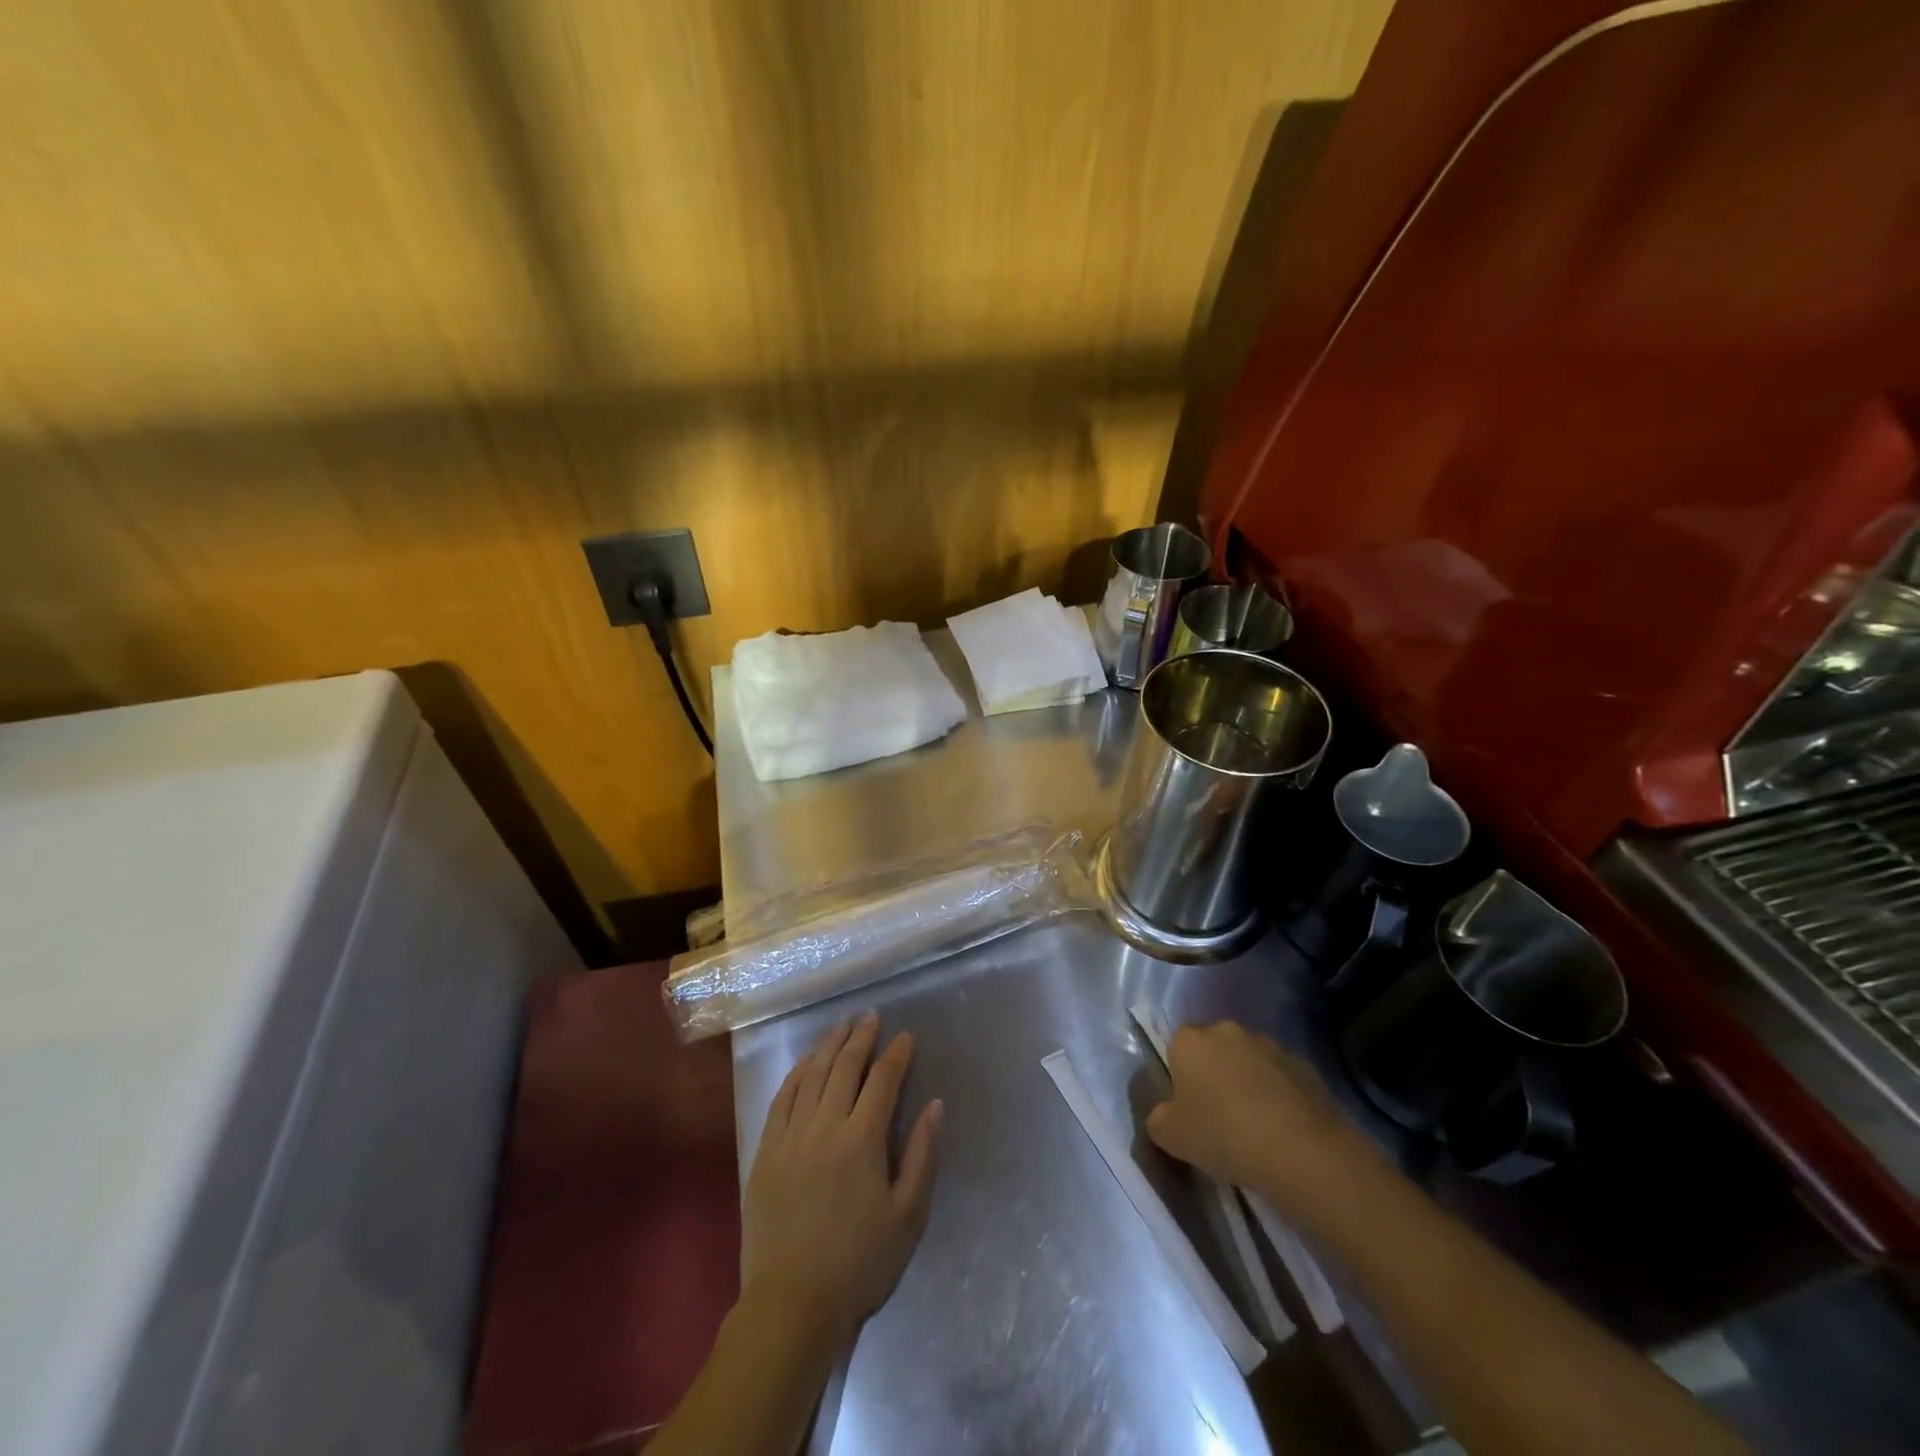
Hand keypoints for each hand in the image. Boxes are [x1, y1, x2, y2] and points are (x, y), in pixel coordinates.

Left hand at [741, 1012, 941, 1344]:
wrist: (791, 1304)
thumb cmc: (859, 1263)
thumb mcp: (908, 1216)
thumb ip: (922, 1155)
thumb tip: (935, 1106)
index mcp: (862, 1140)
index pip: (882, 1081)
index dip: (896, 1054)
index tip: (905, 1036)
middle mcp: (824, 1126)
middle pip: (844, 1067)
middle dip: (860, 1037)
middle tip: (871, 1017)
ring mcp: (790, 1136)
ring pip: (811, 1075)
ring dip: (828, 1045)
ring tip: (841, 1026)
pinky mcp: (766, 1151)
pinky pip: (782, 1098)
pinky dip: (796, 1073)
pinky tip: (806, 1062)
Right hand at [1146, 1021, 1373, 1218]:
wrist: (1300, 1150)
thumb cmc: (1223, 1135)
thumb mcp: (1170, 1137)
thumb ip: (1158, 1118)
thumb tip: (1166, 1113)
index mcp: (1189, 1040)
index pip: (1176, 1047)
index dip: (1181, 1077)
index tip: (1189, 1108)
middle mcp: (1226, 1030)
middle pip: (1213, 1049)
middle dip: (1214, 1074)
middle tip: (1219, 1116)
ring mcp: (1268, 1043)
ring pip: (1248, 1060)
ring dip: (1247, 1081)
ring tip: (1256, 1124)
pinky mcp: (1303, 1063)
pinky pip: (1280, 1075)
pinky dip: (1278, 1093)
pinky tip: (1283, 1127)